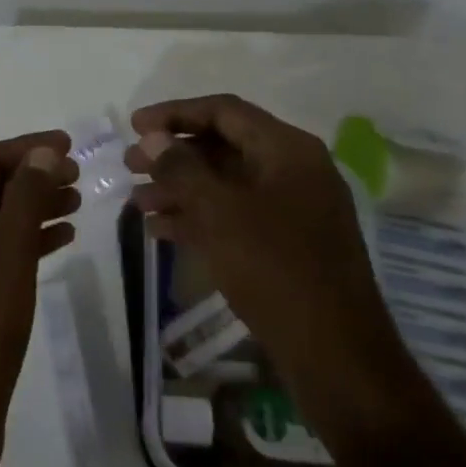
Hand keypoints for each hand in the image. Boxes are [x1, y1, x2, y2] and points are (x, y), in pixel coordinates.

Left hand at [0, 132, 79, 466]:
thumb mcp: (6, 255)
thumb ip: (24, 199)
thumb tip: (41, 152)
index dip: (26, 148)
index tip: (68, 146)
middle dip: (33, 176)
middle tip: (78, 175)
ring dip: (35, 206)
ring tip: (78, 202)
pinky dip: (29, 241)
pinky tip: (62, 240)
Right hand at [126, 94, 415, 445]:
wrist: (336, 355)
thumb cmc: (275, 269)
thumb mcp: (220, 212)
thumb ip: (182, 168)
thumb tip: (153, 138)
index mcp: (288, 150)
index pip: (224, 111)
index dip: (175, 113)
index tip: (134, 126)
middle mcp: (293, 171)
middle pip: (223, 146)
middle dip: (173, 155)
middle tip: (129, 166)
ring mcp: (292, 209)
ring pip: (225, 184)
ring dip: (180, 189)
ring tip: (137, 203)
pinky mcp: (286, 244)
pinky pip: (235, 215)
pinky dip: (198, 217)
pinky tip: (161, 231)